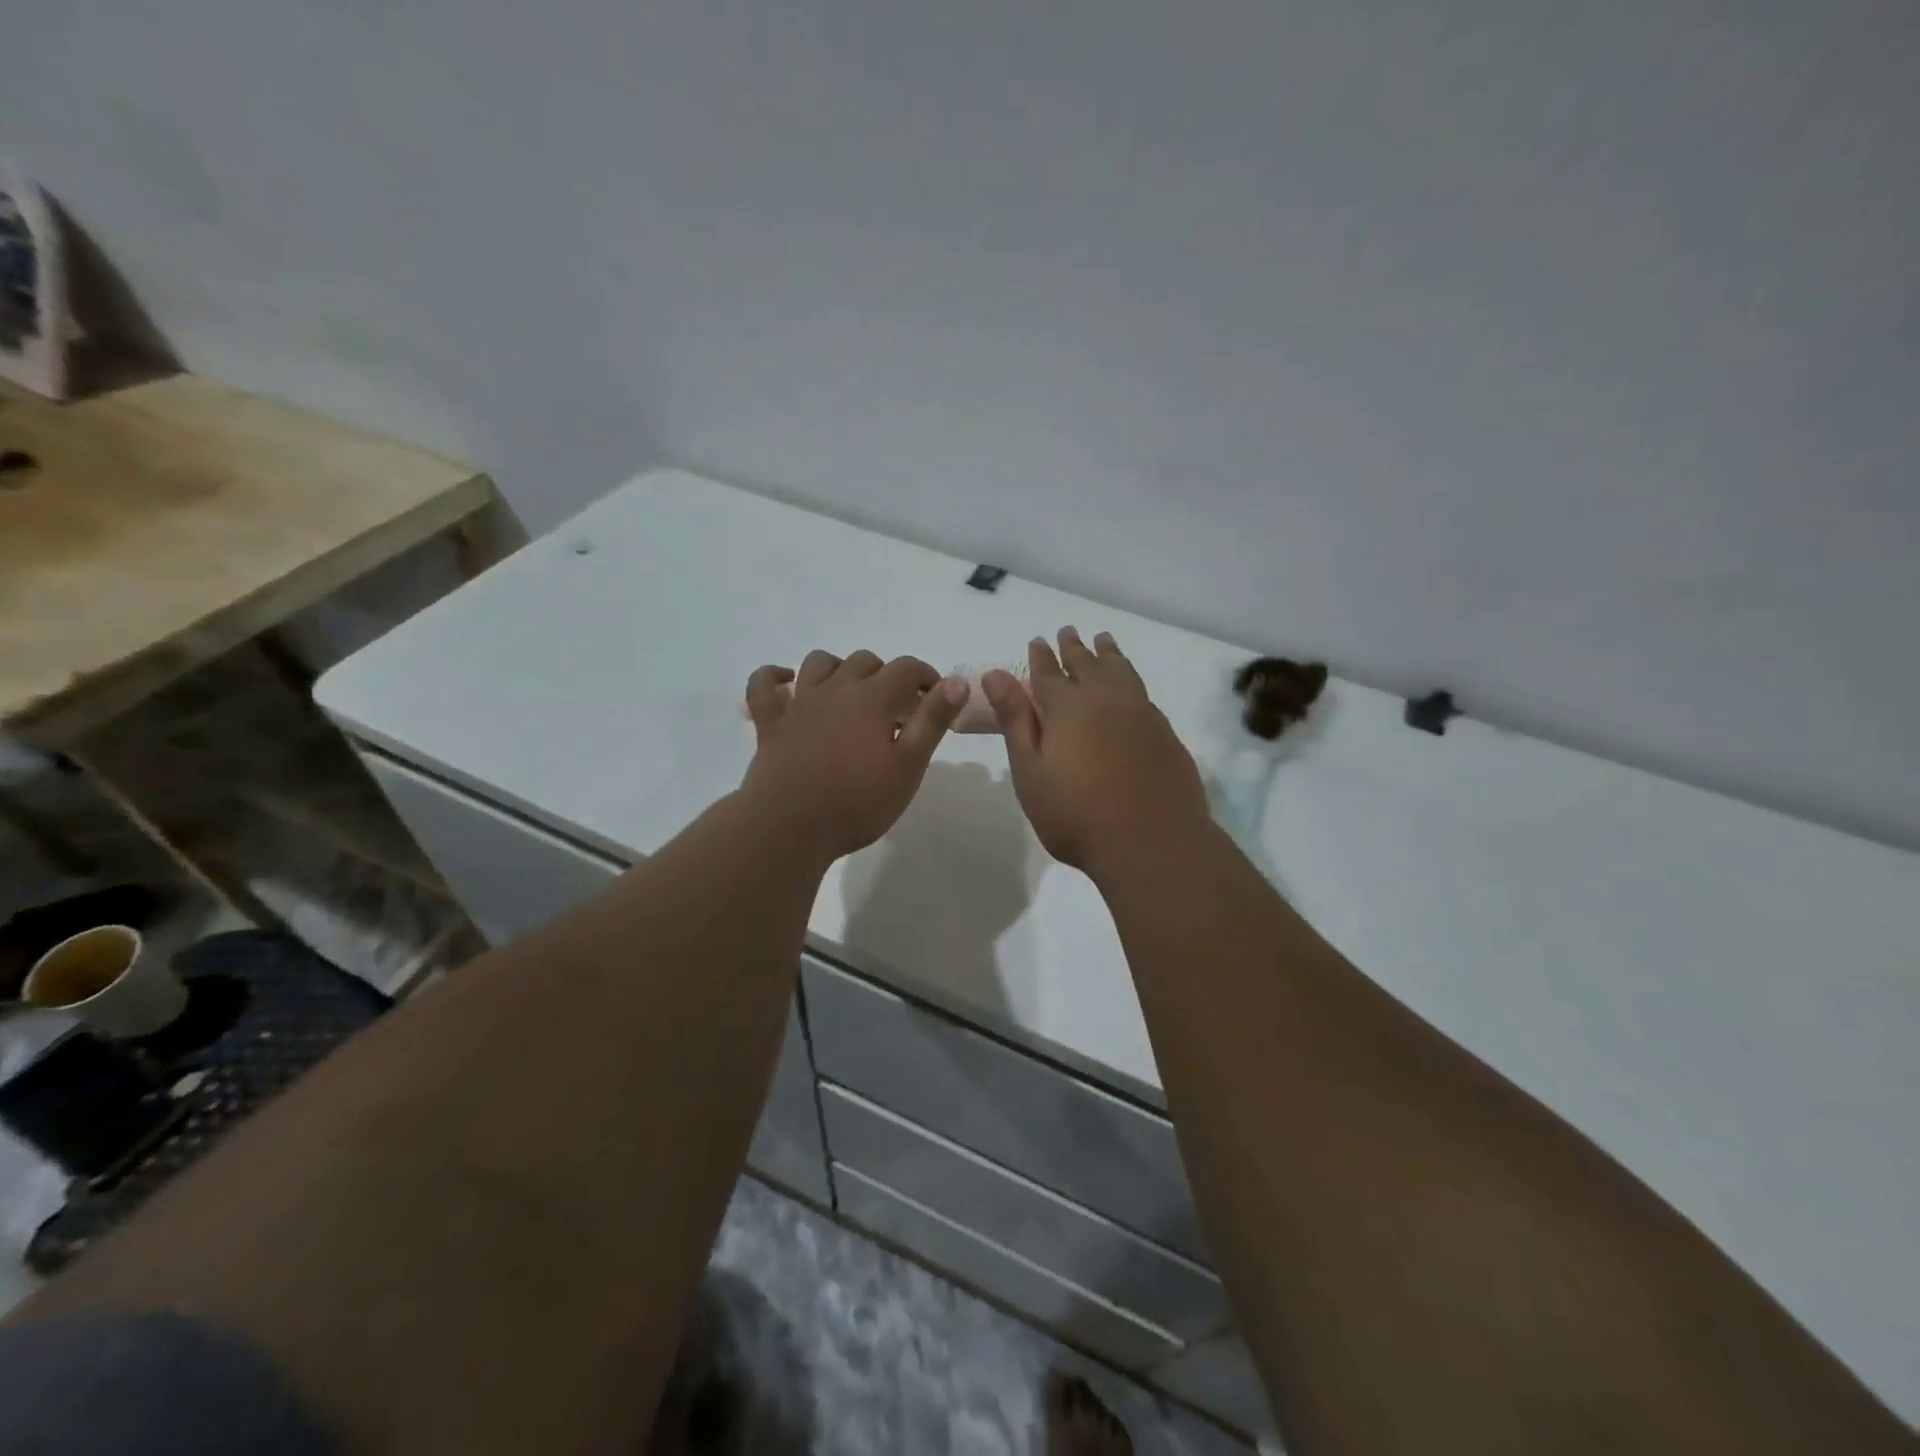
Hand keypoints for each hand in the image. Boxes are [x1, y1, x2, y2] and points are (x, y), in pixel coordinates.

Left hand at [741, 650, 968, 862]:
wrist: (789, 827)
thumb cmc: (857, 802)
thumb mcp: (908, 765)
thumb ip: (933, 720)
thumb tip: (958, 680)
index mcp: (872, 698)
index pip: (907, 668)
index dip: (927, 677)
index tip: (936, 699)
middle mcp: (835, 689)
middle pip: (865, 662)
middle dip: (887, 676)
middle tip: (897, 711)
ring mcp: (798, 704)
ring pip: (819, 663)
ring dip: (840, 669)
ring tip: (852, 695)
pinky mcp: (770, 723)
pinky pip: (763, 686)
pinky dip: (774, 677)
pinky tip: (787, 682)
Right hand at [983, 628, 1209, 878]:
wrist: (1152, 842)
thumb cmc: (1077, 814)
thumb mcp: (1031, 770)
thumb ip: (1016, 720)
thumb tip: (996, 674)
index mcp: (1068, 708)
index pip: (1048, 674)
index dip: (1041, 657)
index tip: (1037, 640)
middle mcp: (1106, 700)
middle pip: (1087, 664)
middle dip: (1074, 648)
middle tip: (1068, 631)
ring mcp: (1141, 714)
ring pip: (1121, 671)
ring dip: (1108, 654)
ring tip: (1103, 640)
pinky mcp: (1164, 732)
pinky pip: (1142, 691)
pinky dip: (1130, 677)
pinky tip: (1130, 684)